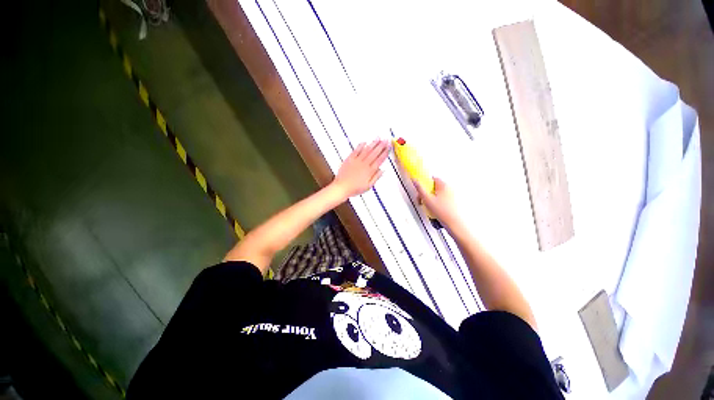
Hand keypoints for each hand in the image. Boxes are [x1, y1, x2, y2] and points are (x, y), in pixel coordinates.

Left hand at [332, 140, 389, 197]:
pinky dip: (360, 146)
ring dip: (373, 144)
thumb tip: (382, 170)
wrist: (342, 187)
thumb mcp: (368, 186)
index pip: (379, 160)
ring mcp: (356, 161)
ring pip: (366, 150)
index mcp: (369, 171)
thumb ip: (376, 177)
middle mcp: (364, 164)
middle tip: (386, 140)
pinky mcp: (349, 159)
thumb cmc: (354, 189)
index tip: (388, 148)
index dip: (385, 153)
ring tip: (378, 138)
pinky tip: (364, 142)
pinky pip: (356, 151)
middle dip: (381, 146)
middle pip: (374, 153)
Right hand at [413, 177, 460, 227]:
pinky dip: (435, 203)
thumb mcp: (427, 199)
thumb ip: (420, 189)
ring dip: (430, 199)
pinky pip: (441, 200)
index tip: (419, 187)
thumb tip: (415, 181)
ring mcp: (452, 196)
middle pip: (434, 187)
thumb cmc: (444, 212)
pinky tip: (433, 210)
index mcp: (444, 185)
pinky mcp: (452, 203)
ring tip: (428, 206)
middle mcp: (449, 189)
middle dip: (426, 193)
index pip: (432, 178)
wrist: (454, 223)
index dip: (424, 183)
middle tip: (422, 199)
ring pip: (437, 194)